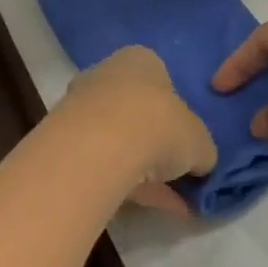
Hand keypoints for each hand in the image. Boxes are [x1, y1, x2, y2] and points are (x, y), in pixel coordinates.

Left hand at [57, 47, 215, 195]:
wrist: (100, 146)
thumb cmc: (159, 125)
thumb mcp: (200, 141)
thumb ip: (201, 149)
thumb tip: (199, 163)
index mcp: (140, 60)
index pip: (161, 80)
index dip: (177, 113)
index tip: (188, 142)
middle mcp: (106, 73)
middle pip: (135, 109)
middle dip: (157, 142)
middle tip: (179, 174)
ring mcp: (81, 105)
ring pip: (118, 138)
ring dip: (142, 168)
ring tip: (171, 202)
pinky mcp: (66, 139)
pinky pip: (103, 160)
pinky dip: (125, 182)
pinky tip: (149, 207)